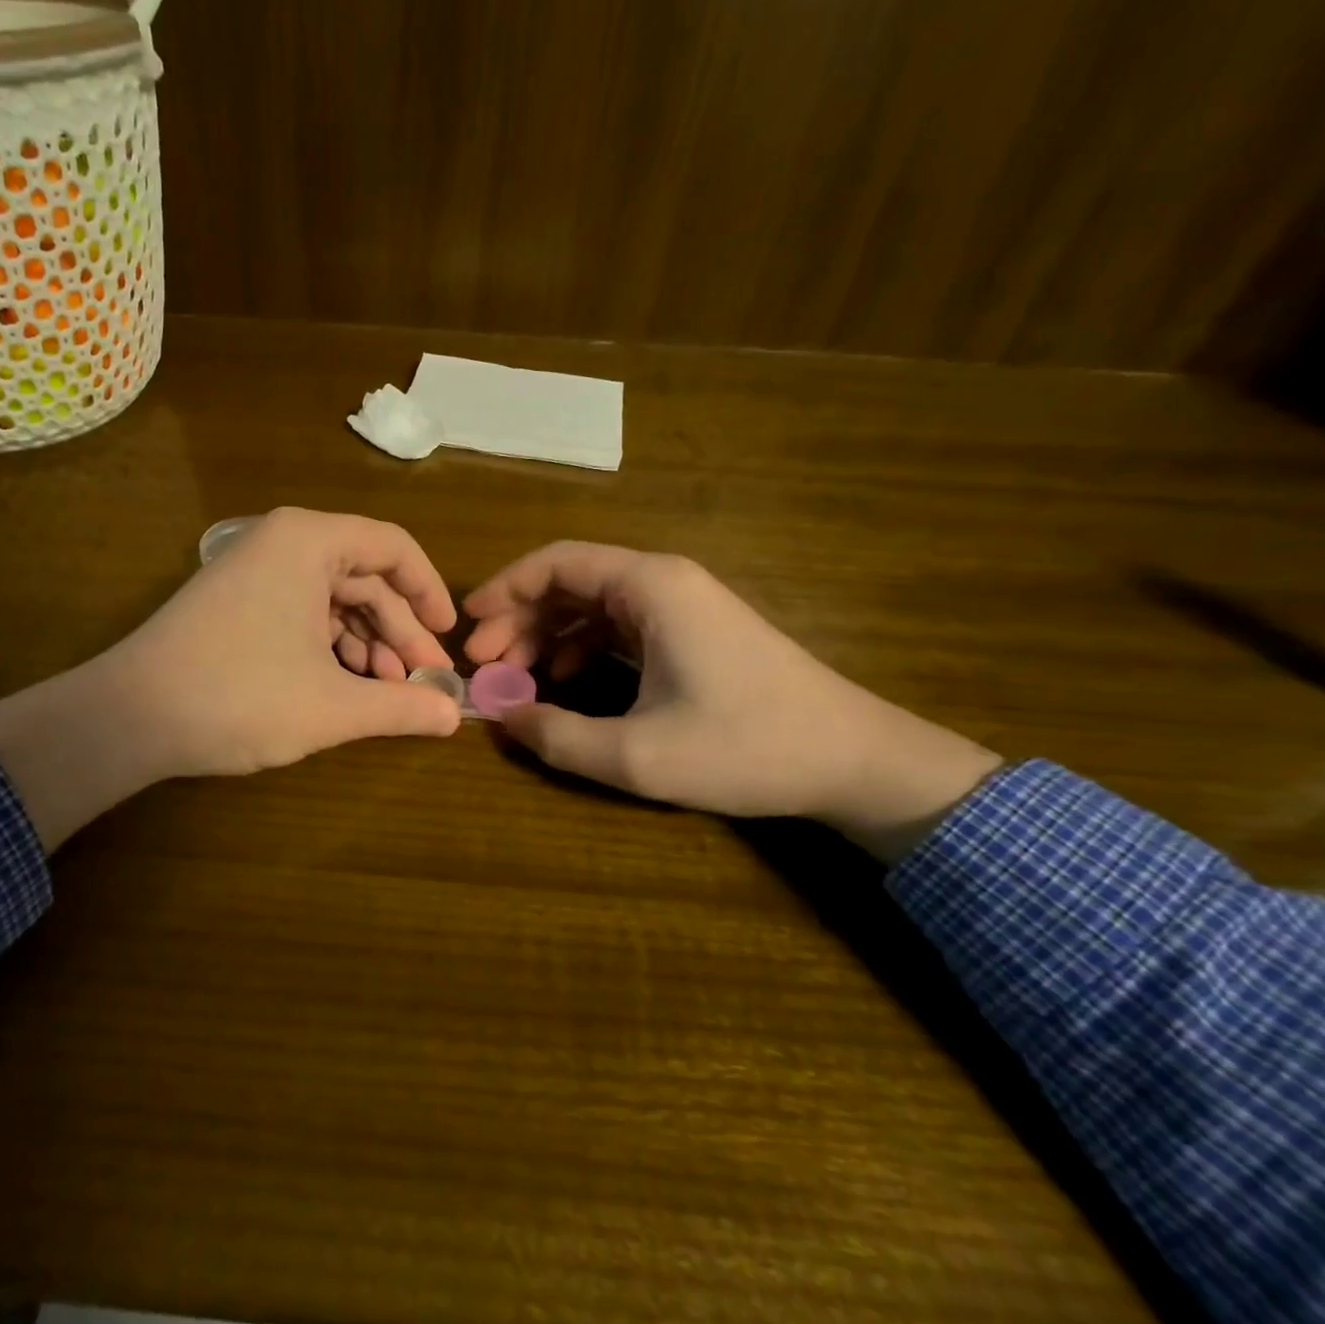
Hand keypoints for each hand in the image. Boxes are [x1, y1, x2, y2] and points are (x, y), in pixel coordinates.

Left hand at [0, 509, 462, 848]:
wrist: (129, 717)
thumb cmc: (240, 696)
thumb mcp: (333, 706)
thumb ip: (401, 707)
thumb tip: (454, 716)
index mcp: (309, 541)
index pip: (393, 547)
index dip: (430, 591)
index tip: (449, 636)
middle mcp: (282, 543)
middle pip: (364, 577)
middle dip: (398, 631)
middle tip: (423, 680)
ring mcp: (254, 572)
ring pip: (333, 599)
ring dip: (366, 644)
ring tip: (386, 691)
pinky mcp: (235, 603)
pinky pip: (301, 613)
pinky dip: (330, 647)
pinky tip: (345, 686)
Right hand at [464, 542, 1001, 860]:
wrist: (854, 761)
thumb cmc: (747, 748)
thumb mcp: (638, 755)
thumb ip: (558, 737)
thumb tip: (503, 719)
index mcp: (650, 587)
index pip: (557, 562)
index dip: (504, 588)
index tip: (469, 625)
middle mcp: (663, 582)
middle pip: (570, 582)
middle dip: (520, 619)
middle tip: (486, 665)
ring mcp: (681, 606)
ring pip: (592, 605)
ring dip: (547, 636)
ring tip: (516, 678)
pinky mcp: (692, 632)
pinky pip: (618, 626)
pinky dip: (581, 649)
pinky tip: (565, 683)